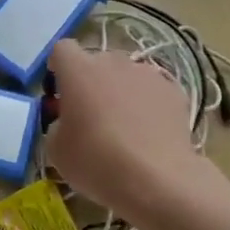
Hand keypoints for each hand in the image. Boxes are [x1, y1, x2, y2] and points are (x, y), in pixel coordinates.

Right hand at [45, 39, 212, 226]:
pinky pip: (151, 91)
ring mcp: (147, 74)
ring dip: (119, 92)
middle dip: (90, 83)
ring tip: (124, 127)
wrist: (157, 179)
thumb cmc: (96, 161)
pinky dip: (146, 105)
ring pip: (125, 75)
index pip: (62, 50)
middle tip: (89, 116)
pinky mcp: (174, 90)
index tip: (59, 93)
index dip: (58, 68)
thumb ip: (58, 124)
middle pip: (96, 62)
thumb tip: (69, 120)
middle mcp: (113, 62)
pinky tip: (148, 134)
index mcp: (78, 69)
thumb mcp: (56, 149)